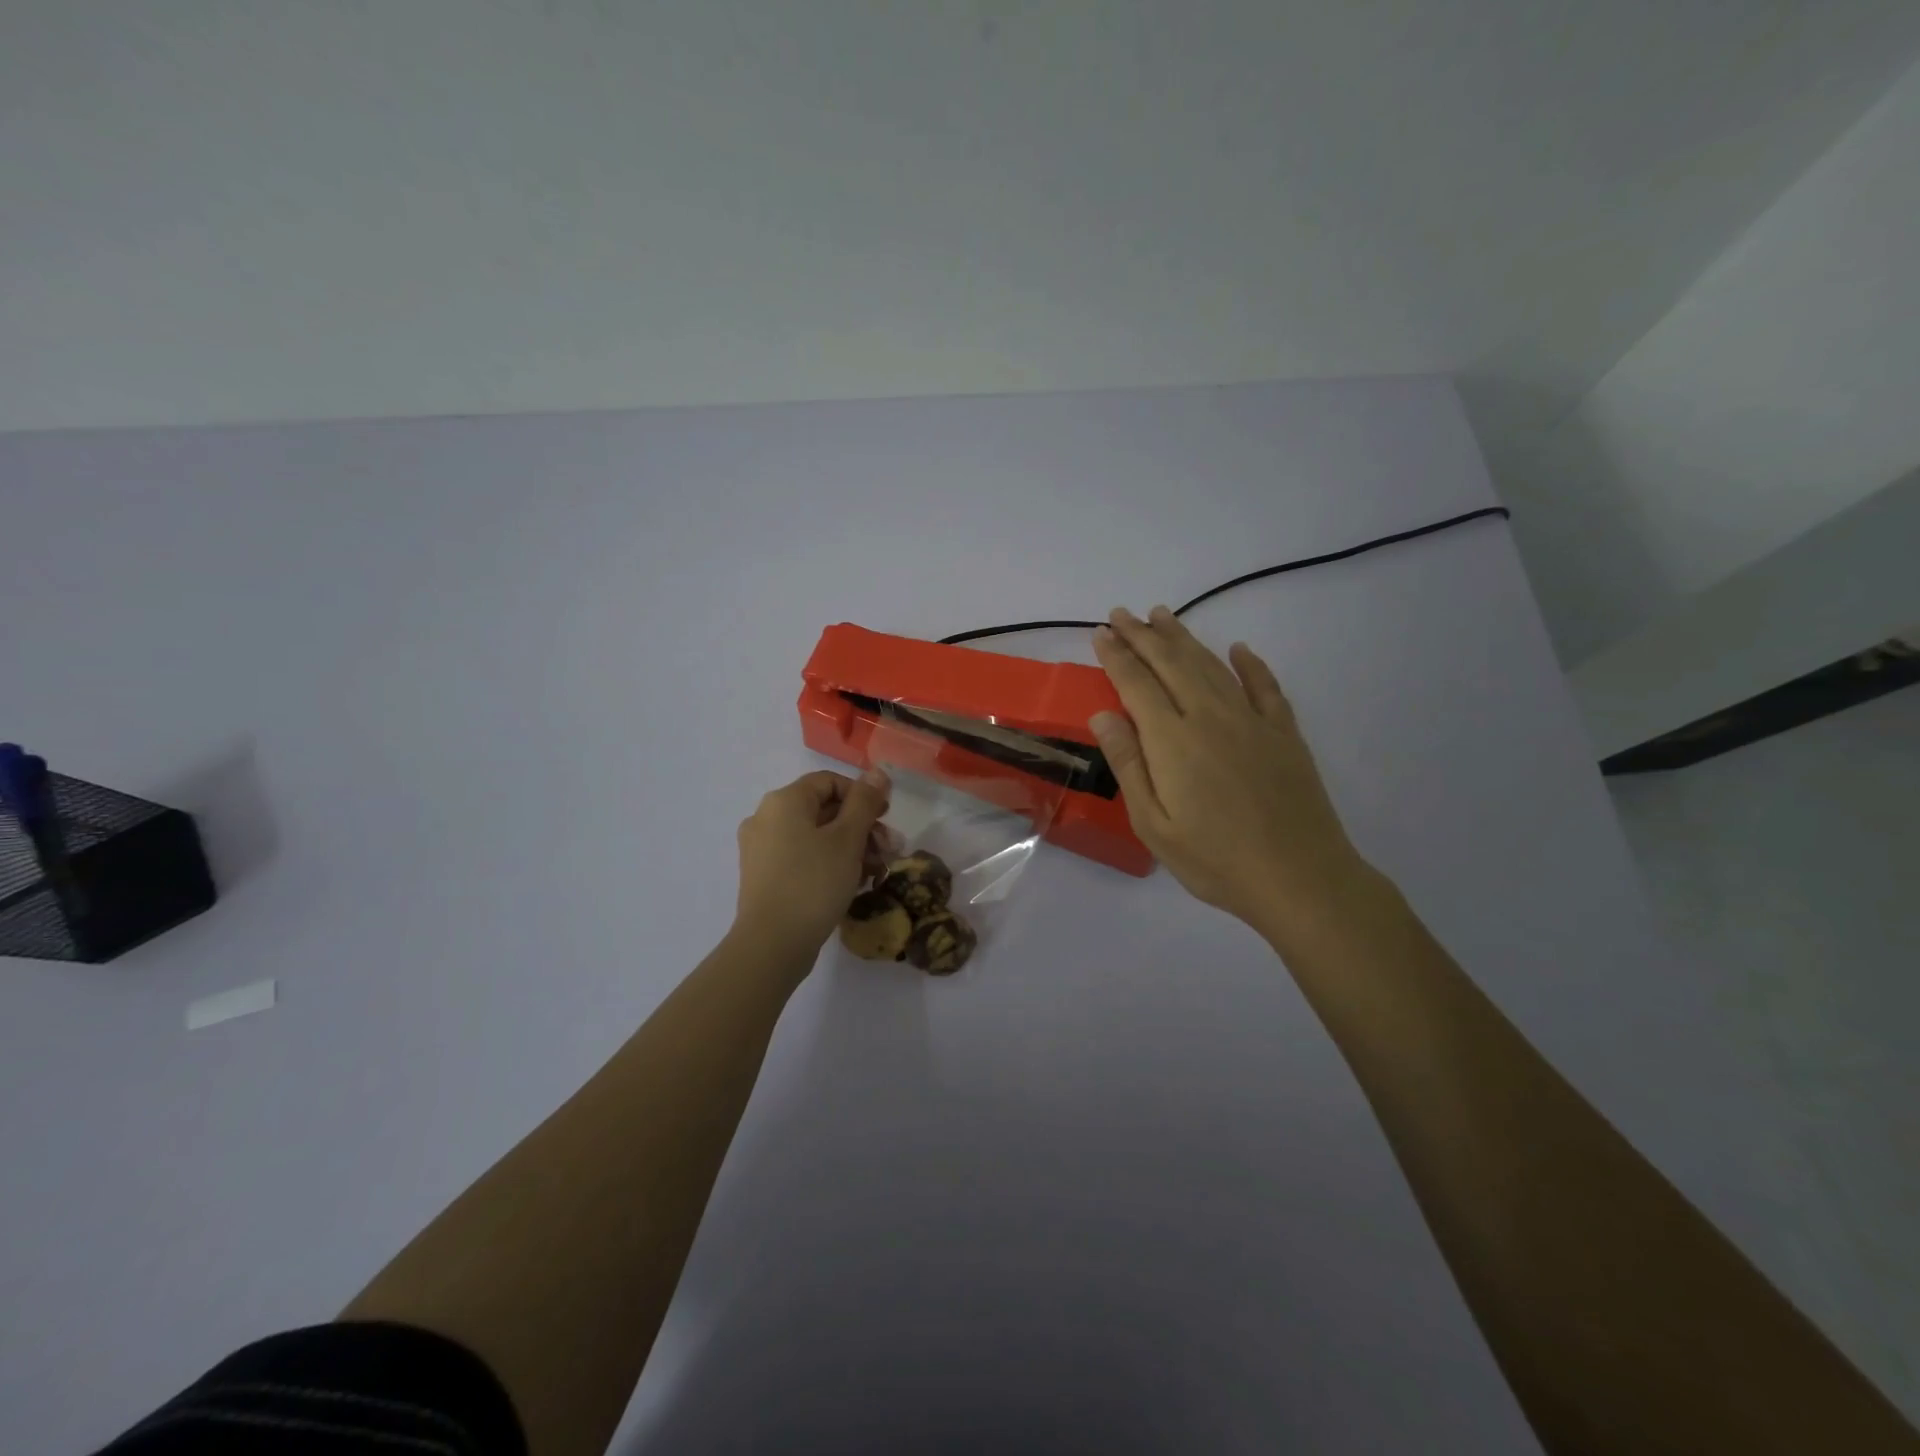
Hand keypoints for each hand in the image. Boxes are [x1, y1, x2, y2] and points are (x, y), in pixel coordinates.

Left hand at [734, 768, 891, 956]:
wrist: (772, 945)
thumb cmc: (813, 883)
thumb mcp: (847, 839)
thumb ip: (864, 802)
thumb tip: (877, 771)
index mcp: (784, 801)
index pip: (829, 781)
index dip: (862, 795)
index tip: (886, 818)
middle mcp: (766, 818)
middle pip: (823, 809)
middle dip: (861, 826)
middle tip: (888, 850)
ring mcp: (761, 849)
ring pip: (814, 836)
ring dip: (849, 847)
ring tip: (875, 871)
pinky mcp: (763, 876)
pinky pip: (802, 857)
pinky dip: (828, 863)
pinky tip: (851, 883)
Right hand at [1091, 606, 1375, 940]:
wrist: (1300, 878)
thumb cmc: (1215, 859)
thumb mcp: (1153, 825)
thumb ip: (1128, 764)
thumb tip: (1103, 715)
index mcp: (1173, 740)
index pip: (1136, 684)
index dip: (1116, 656)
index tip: (1101, 633)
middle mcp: (1211, 716)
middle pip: (1172, 663)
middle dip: (1144, 635)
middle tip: (1123, 613)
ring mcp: (1252, 721)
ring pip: (1212, 665)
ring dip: (1184, 638)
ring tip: (1162, 616)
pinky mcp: (1284, 733)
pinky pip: (1265, 686)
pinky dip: (1250, 664)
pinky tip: (1239, 649)